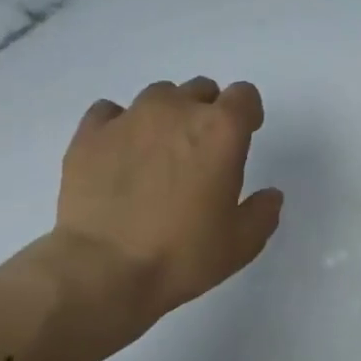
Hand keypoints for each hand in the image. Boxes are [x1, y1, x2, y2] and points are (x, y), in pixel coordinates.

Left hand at [36, 77, 283, 346]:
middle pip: (200, 90)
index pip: (244, 95)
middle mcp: (176, 110)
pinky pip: (109, 112)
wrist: (101, 270)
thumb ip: (262, 213)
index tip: (244, 135)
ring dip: (165, 115)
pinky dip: (118, 125)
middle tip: (199, 150)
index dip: (247, 113)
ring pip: (157, 96)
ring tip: (157, 152)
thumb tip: (270, 195)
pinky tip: (117, 154)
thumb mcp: (240, 244)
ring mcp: (129, 117)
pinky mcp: (90, 133)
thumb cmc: (180, 255)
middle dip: (206, 112)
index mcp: (220, 130)